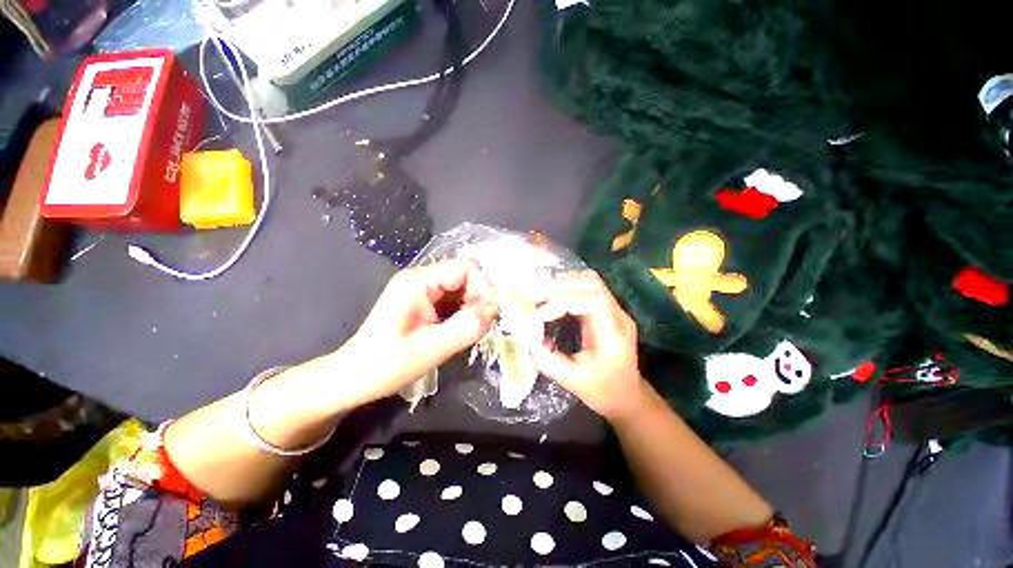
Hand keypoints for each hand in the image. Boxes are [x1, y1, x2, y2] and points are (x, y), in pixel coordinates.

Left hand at [341, 260, 497, 406]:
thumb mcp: (431, 349)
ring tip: (467, 332)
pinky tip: (458, 331)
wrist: (354, 378)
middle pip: (465, 276)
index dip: (482, 288)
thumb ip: (466, 327)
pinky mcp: (424, 302)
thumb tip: (495, 308)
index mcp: (418, 281)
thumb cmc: (386, 365)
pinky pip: (453, 300)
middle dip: (477, 300)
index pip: (466, 268)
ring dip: (471, 308)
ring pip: (462, 289)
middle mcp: (421, 278)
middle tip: (477, 327)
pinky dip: (462, 313)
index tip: (486, 315)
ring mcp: (422, 289)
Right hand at [532, 270, 648, 421]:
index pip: (592, 302)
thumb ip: (549, 360)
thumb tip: (528, 339)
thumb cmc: (603, 391)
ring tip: (541, 291)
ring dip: (564, 282)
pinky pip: (589, 287)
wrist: (627, 396)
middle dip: (560, 287)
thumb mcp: (573, 381)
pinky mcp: (607, 310)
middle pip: (592, 285)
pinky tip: (553, 292)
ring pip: (592, 281)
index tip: (539, 316)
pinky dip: (569, 285)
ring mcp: (615, 311)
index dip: (562, 303)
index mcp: (614, 335)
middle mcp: (618, 316)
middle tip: (533, 296)